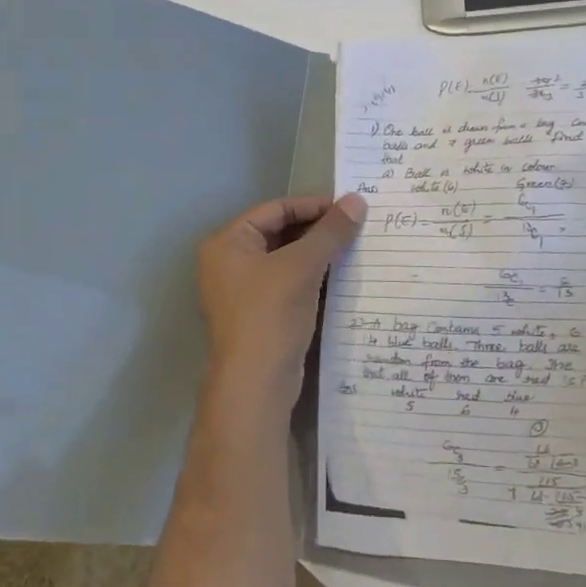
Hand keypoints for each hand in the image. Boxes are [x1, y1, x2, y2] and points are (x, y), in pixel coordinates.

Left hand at [196, 193, 366, 415]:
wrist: (256, 386)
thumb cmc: (270, 315)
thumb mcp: (302, 267)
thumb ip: (330, 232)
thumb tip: (357, 200)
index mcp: (228, 242)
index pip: (275, 209)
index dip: (313, 205)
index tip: (349, 206)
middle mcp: (230, 261)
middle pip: (280, 232)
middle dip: (317, 229)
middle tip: (356, 225)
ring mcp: (243, 289)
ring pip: (286, 258)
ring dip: (317, 252)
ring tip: (355, 246)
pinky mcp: (260, 313)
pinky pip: (288, 281)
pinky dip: (312, 275)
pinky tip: (341, 274)